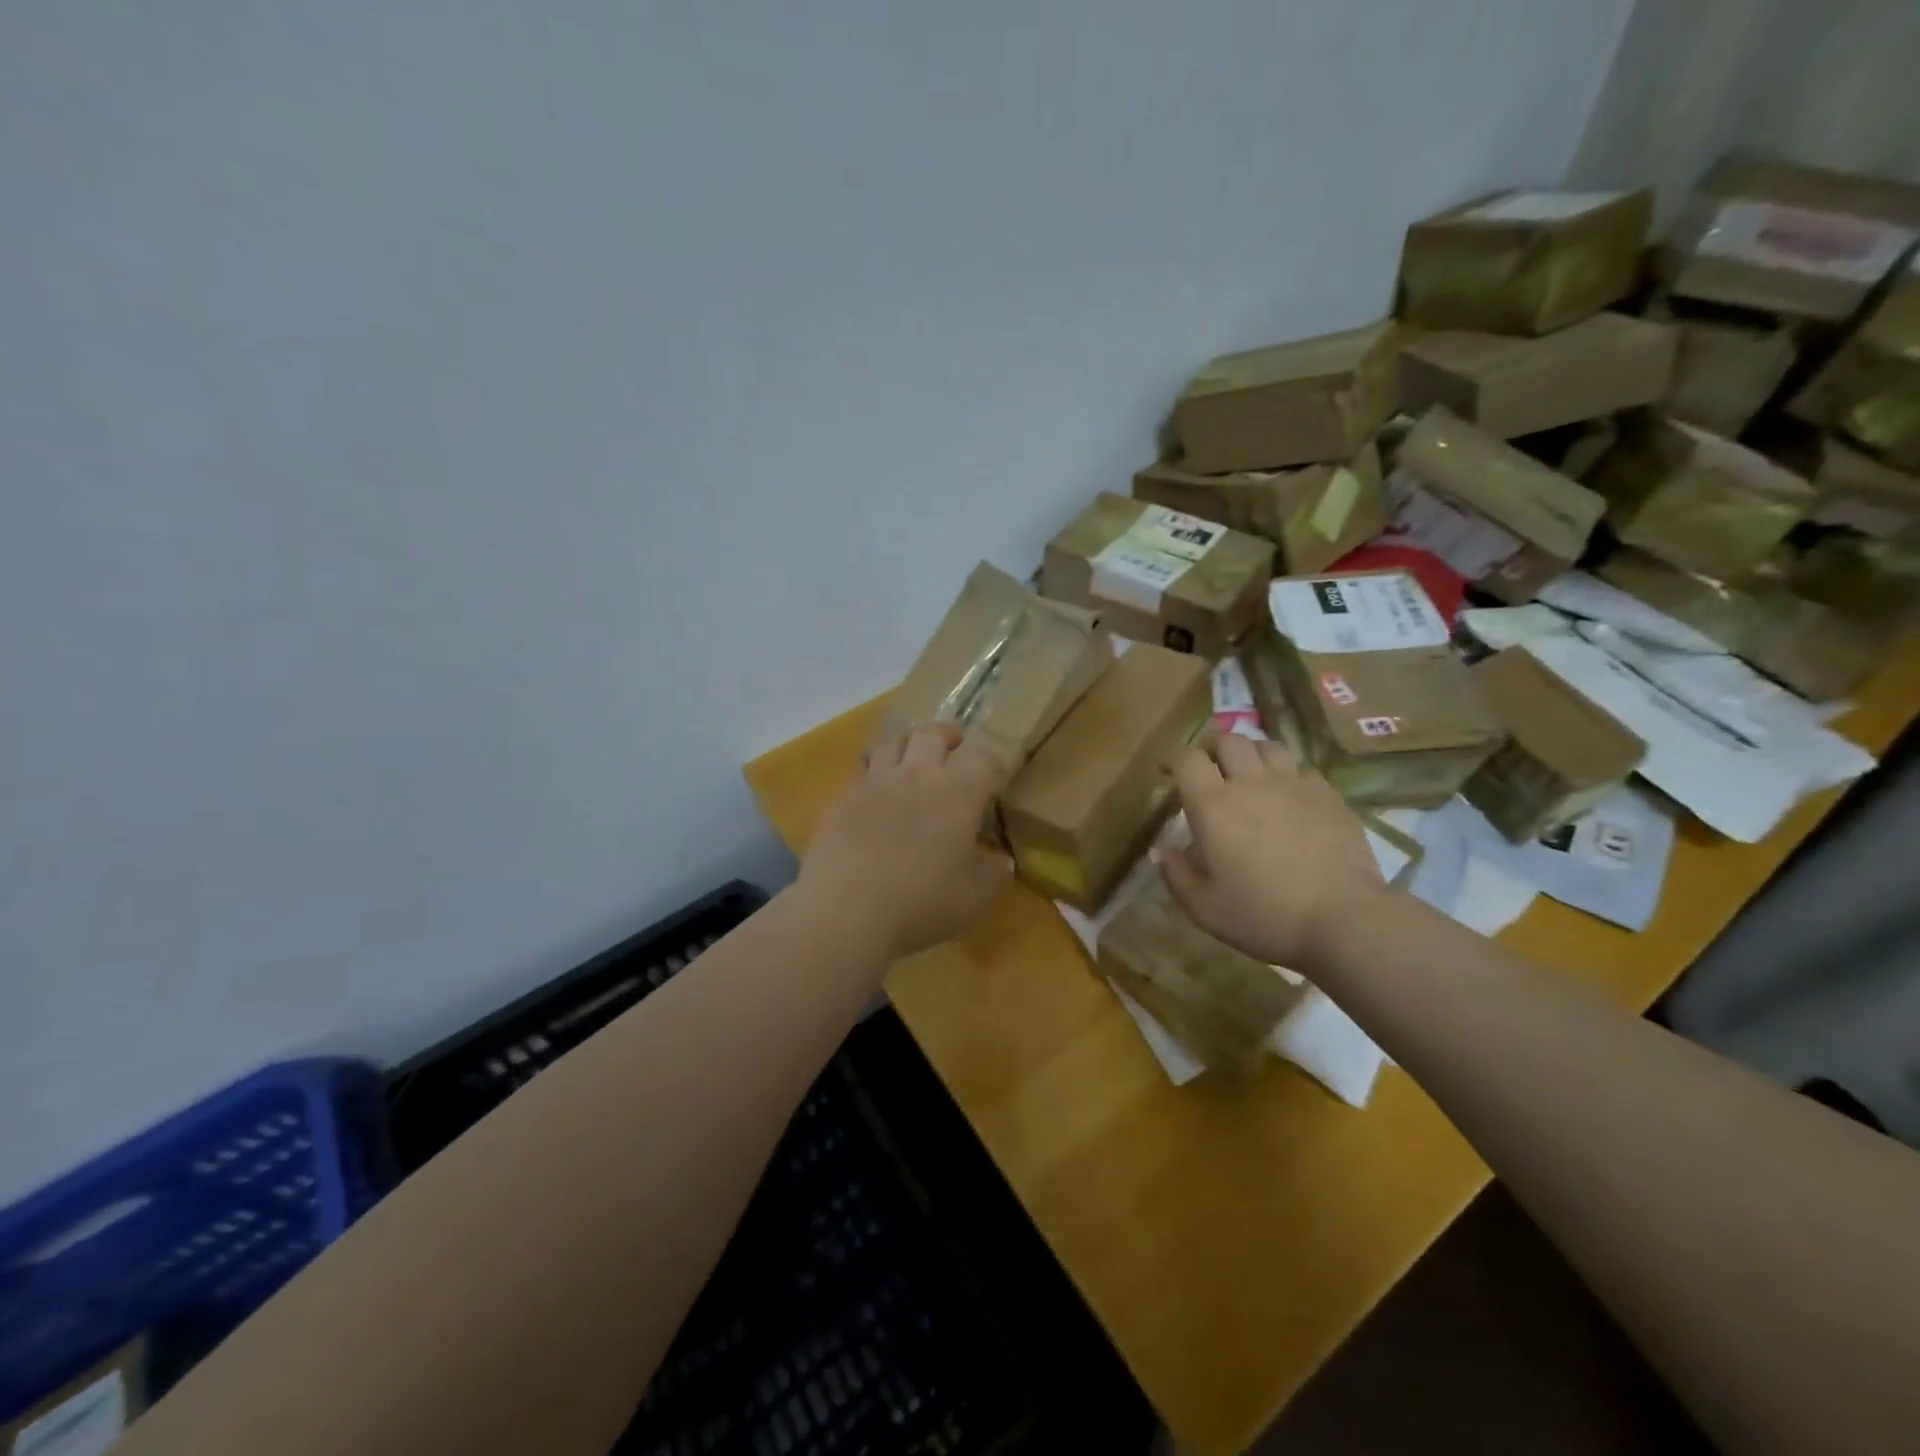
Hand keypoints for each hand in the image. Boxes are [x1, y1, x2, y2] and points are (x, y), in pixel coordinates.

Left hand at [799, 723, 1012, 959]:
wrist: (846, 909)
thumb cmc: (922, 901)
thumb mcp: (975, 896)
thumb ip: (993, 872)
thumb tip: (1001, 859)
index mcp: (957, 793)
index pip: (983, 759)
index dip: (994, 764)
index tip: (997, 775)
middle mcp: (916, 775)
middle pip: (931, 735)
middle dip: (947, 736)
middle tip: (954, 746)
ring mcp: (874, 783)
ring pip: (891, 744)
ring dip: (906, 746)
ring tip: (911, 760)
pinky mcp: (841, 800)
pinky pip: (861, 774)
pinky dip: (874, 776)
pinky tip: (875, 797)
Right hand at [1158, 734, 1386, 970]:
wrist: (1343, 920)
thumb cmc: (1264, 916)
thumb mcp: (1205, 908)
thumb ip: (1176, 875)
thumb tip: (1160, 850)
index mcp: (1214, 806)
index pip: (1187, 759)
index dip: (1172, 758)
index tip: (1166, 771)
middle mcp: (1252, 784)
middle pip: (1228, 740)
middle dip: (1211, 747)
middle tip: (1206, 766)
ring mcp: (1295, 786)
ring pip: (1267, 747)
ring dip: (1250, 754)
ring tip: (1248, 773)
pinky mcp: (1329, 796)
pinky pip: (1303, 769)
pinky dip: (1288, 774)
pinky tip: (1289, 795)